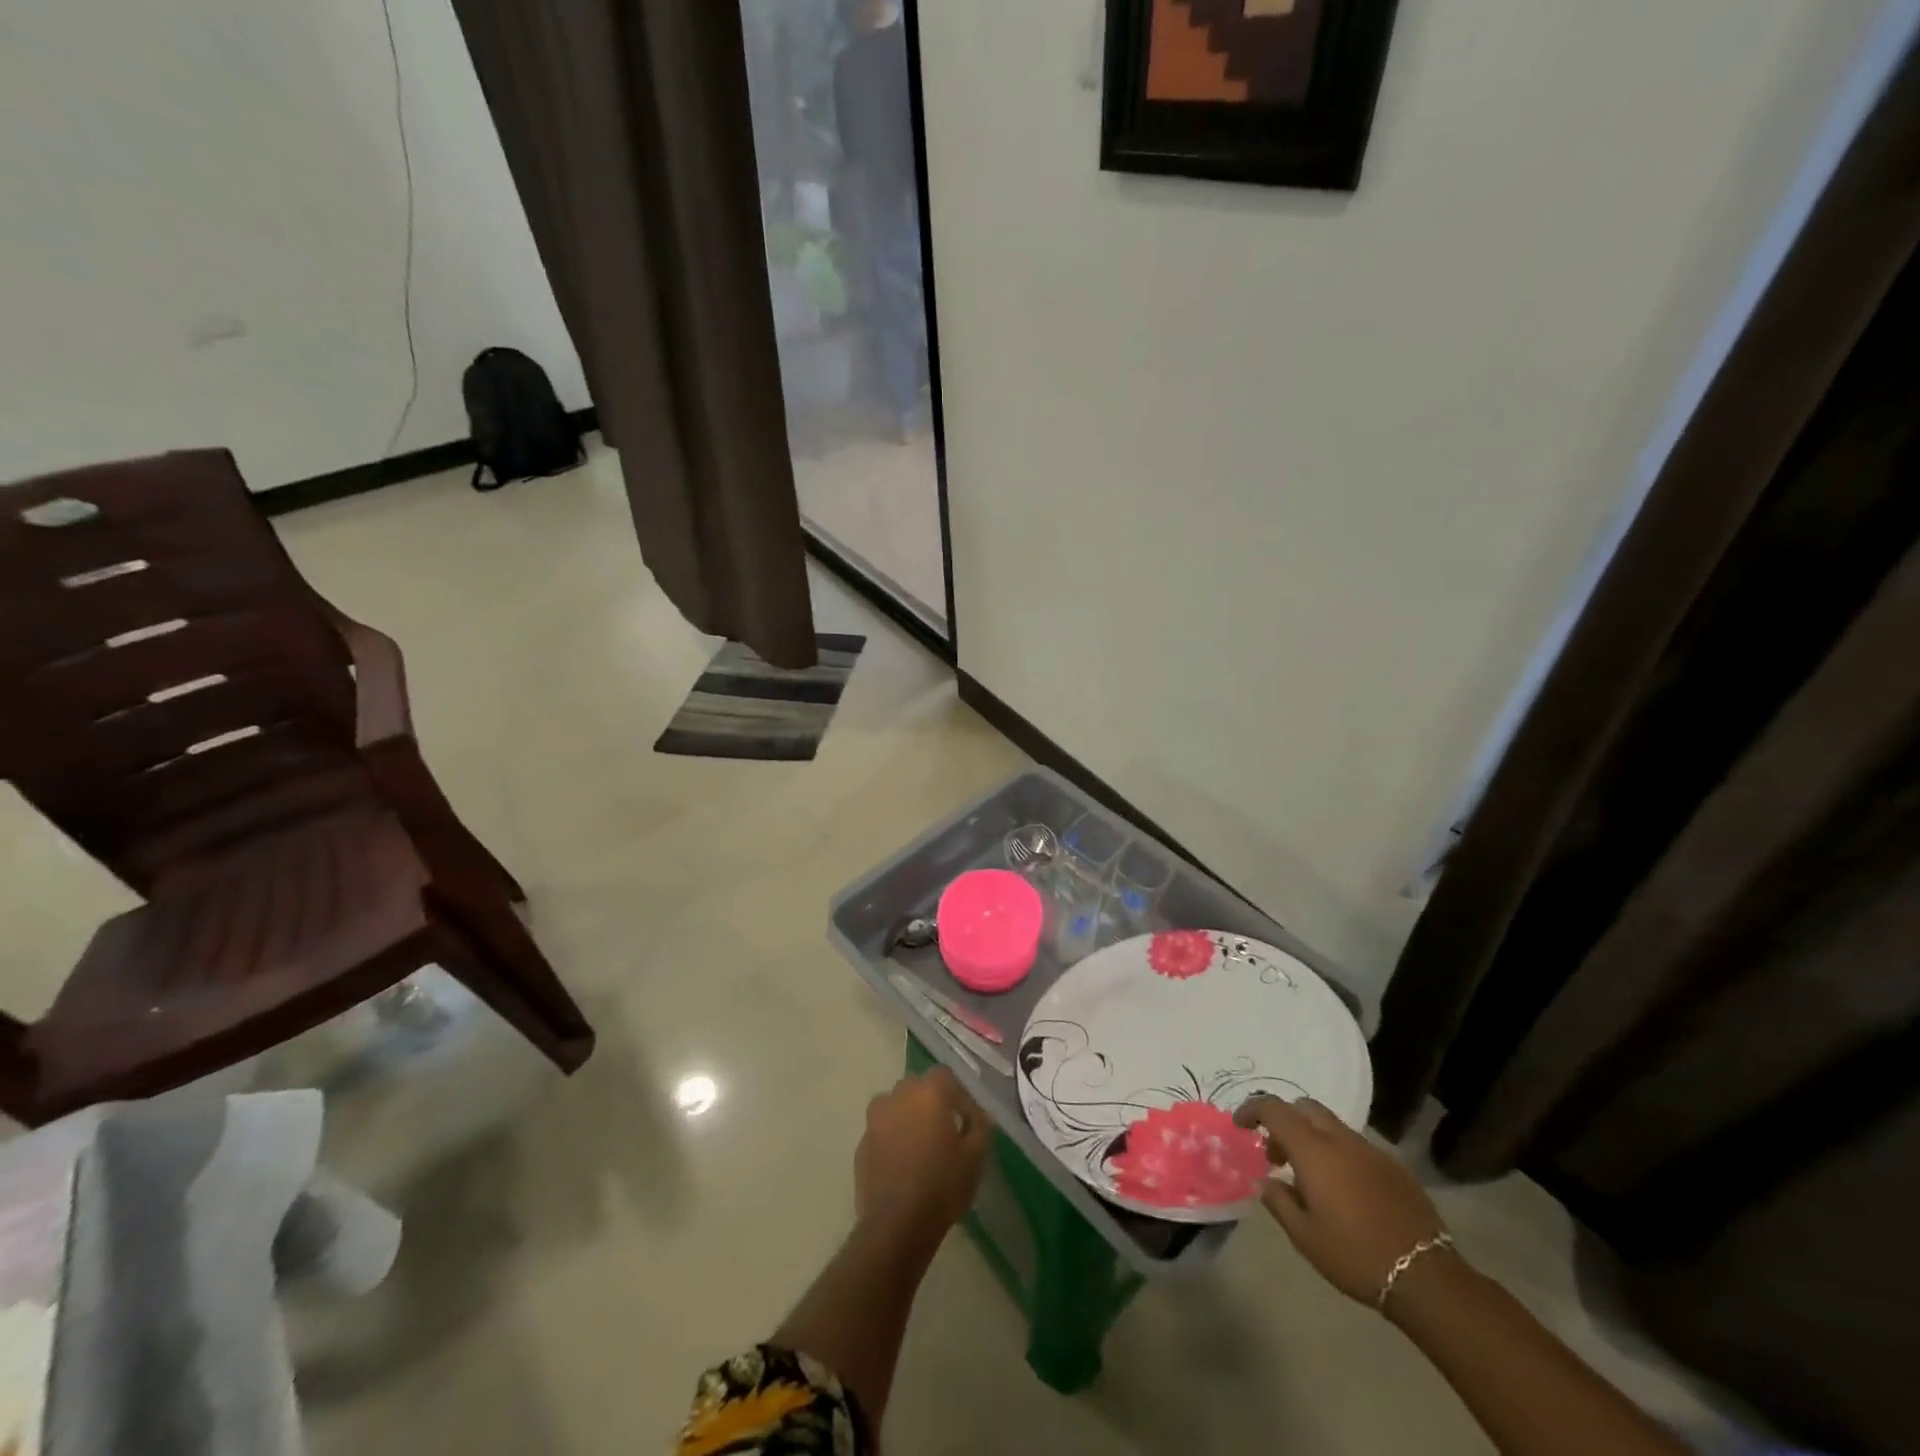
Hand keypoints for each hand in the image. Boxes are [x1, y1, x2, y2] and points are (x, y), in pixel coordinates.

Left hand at [855, 1067, 988, 1236]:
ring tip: (921, 1147)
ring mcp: (875, 1119)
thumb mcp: (975, 1157)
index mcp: (928, 1092)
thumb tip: (979, 1115)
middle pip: (917, 1087)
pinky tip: (903, 1165)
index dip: (958, 1095)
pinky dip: (892, 1139)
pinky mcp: (861, 1144)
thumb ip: (980, 1127)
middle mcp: (898, 1096)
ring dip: (908, 1118)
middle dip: (931, 1102)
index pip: (945, 1075)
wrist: (896, 1225)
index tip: (967, 1121)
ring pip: (896, 1106)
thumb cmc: (942, 1185)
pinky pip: (882, 1131)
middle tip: (945, 1131)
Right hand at [1235, 1096, 1448, 1305]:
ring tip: (1307, 1176)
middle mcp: (1341, 1139)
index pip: (1274, 1109)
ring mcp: (1371, 1150)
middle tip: (1275, 1154)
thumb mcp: (1304, 1236)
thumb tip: (1266, 1182)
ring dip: (1311, 1137)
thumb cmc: (1355, 1255)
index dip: (1252, 1110)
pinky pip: (1355, 1145)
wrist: (1426, 1277)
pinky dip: (1337, 1153)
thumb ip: (1279, 1201)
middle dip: (1283, 1121)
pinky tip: (1342, 1190)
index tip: (1240, 1125)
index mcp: (1314, 1150)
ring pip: (1331, 1125)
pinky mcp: (1394, 1167)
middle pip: (1304, 1107)